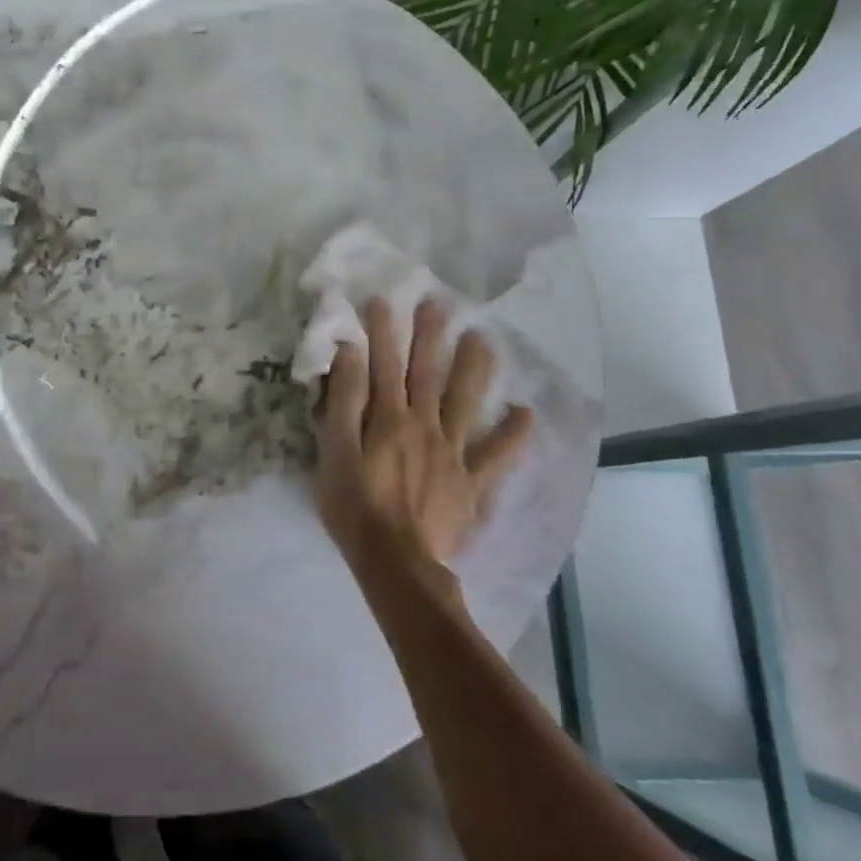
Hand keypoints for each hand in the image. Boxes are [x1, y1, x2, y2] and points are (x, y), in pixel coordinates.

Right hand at [317, 297, 533, 571]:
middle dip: (430, 335)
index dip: (383, 331)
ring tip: (483, 338)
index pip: (384, 365)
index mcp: (388, 419)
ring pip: (466, 401)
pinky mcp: (470, 481)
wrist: (395, 561)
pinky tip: (526, 413)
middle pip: (427, 373)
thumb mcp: (334, 453)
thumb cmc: (354, 507)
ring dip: (474, 367)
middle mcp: (424, 425)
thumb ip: (344, 403)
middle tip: (438, 302)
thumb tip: (351, 354)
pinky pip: (497, 455)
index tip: (383, 299)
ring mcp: (453, 452)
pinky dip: (513, 435)